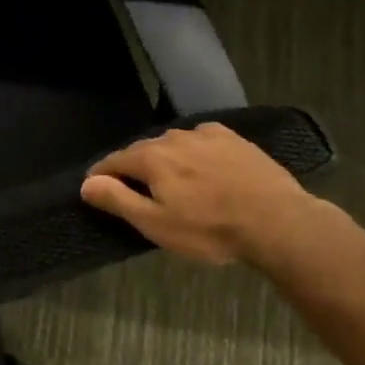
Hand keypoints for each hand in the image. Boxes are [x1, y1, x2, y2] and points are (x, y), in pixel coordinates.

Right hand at [80, 122, 318, 266]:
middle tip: (133, 190)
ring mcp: (206, 135)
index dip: (100, 176)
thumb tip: (87, 183)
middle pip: (141, 150)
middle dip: (131, 167)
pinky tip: (200, 165)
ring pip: (171, 143)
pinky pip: (199, 140)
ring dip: (163, 159)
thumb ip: (118, 200)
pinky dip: (191, 151)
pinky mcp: (233, 139)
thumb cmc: (209, 229)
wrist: (277, 221)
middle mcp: (173, 137)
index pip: (113, 161)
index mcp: (151, 158)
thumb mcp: (156, 224)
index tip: (94, 189)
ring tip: (168, 180)